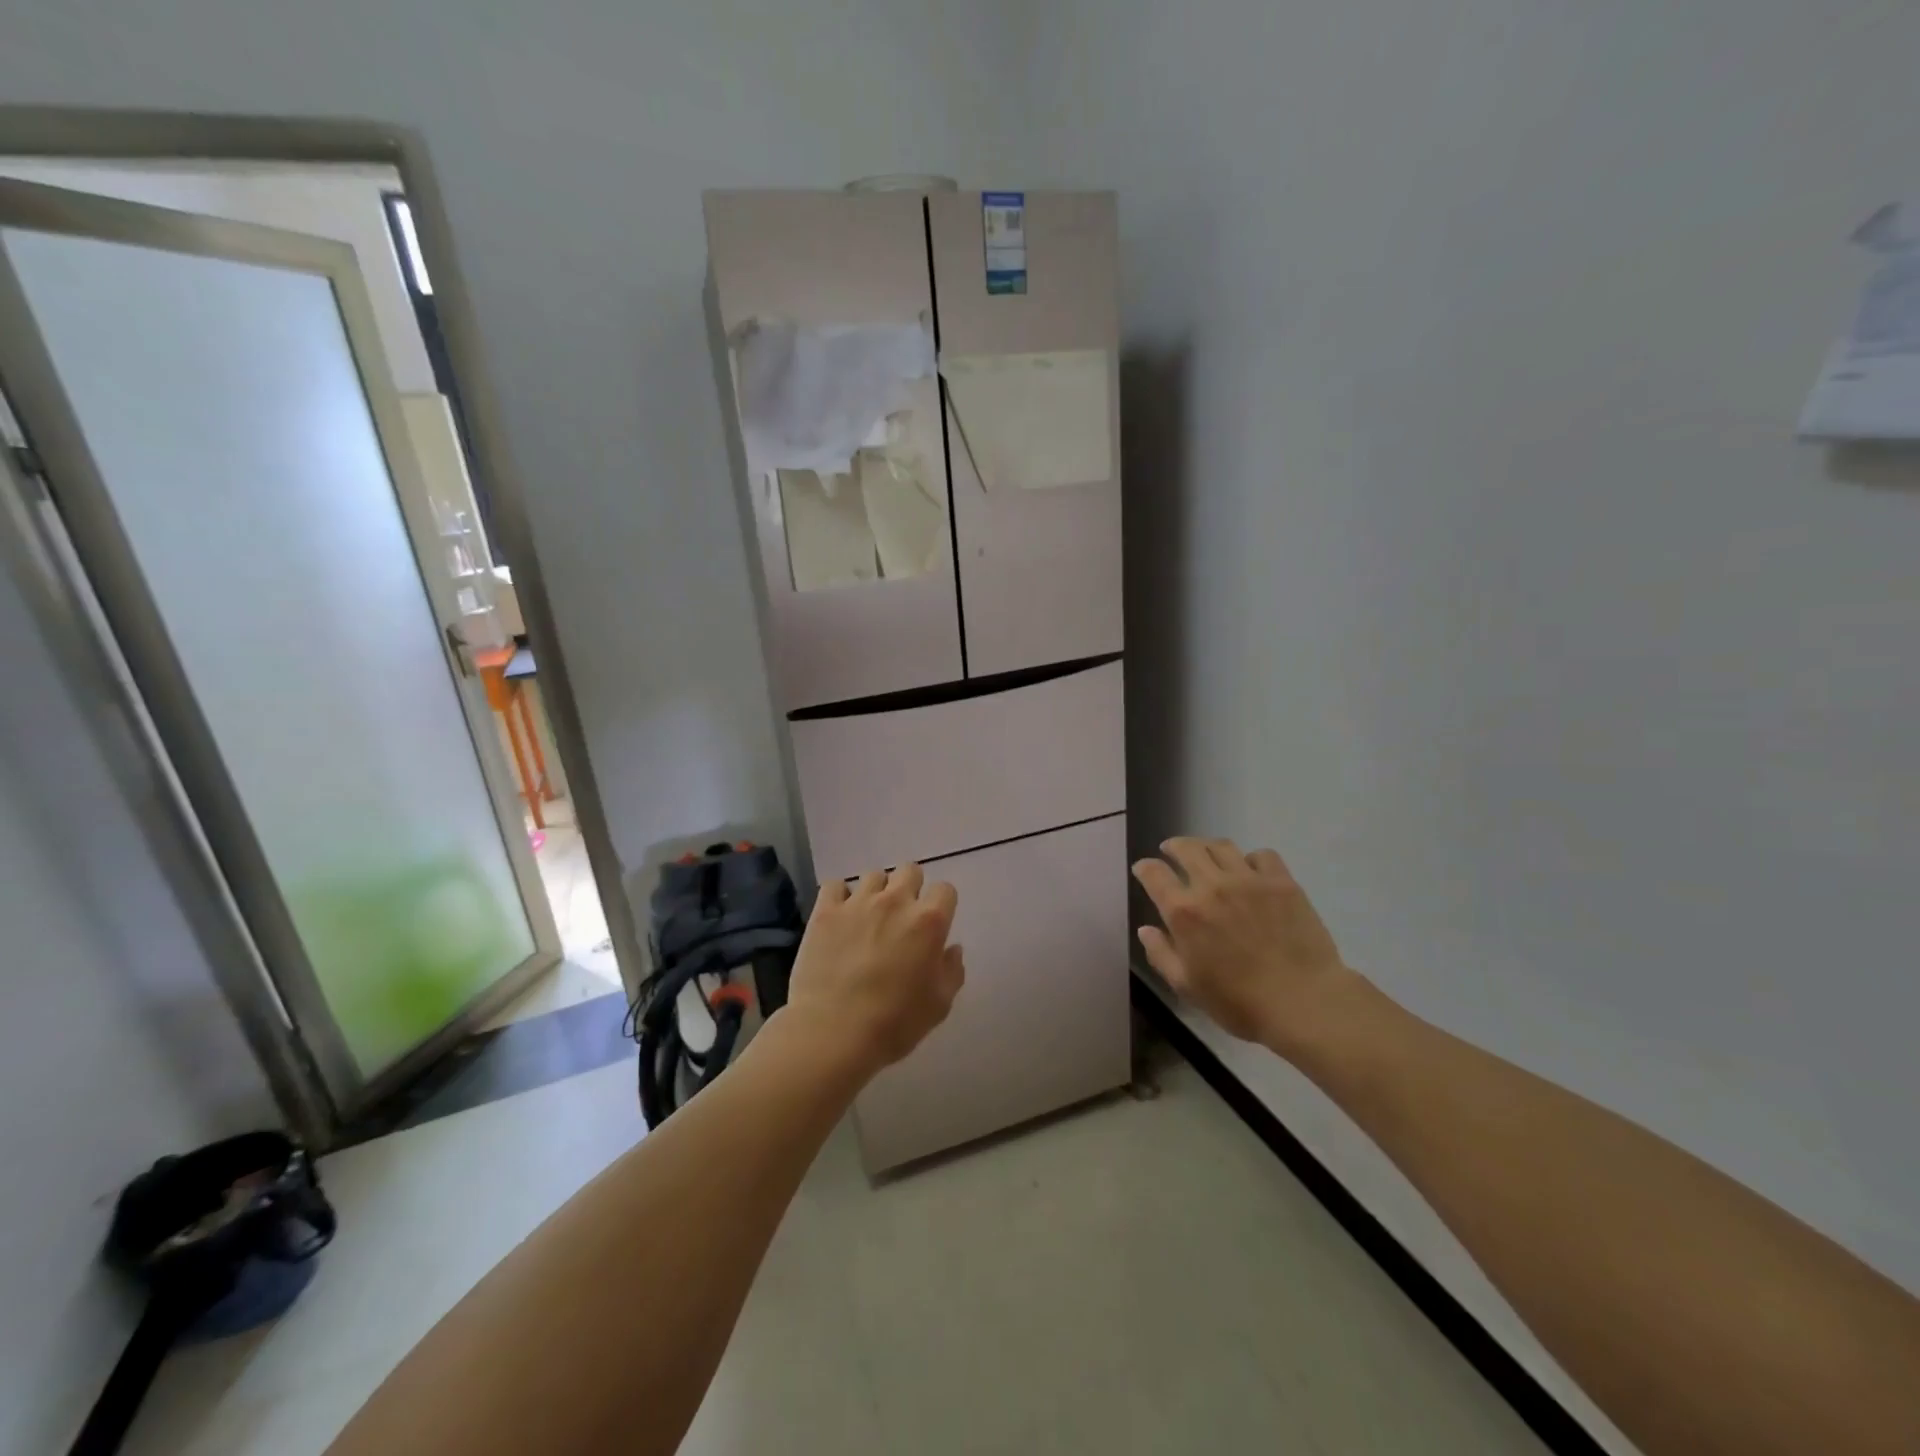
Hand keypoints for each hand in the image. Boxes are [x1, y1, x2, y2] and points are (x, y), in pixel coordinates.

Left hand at [784, 863, 964, 1077]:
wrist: (834, 1032)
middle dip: (910, 888)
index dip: (941, 906)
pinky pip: (834, 886)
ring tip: (868, 917)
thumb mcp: (939, 1004)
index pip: (945, 890)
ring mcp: (858, 902)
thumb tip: (951, 948)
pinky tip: (840, 917)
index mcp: (929, 921)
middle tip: (902, 917)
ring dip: (876, 892)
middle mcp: (896, 901)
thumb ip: (952, 970)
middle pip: (910, 871)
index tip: (933, 925)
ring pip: (874, 875)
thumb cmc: (894, 1022)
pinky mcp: (825, 911)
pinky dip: (839, 897)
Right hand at [1132, 838, 1357, 1057]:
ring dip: (1207, 847)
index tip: (1144, 869)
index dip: (1145, 868)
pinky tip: (1251, 872)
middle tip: (1172, 851)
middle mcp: (1212, 886)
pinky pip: (1262, 855)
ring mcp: (1249, 880)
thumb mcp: (1188, 986)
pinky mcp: (1282, 882)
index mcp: (1184, 912)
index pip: (1154, 874)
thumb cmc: (1239, 1002)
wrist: (1304, 1002)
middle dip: (1173, 846)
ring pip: (1221, 846)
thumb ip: (1161, 954)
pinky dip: (1250, 859)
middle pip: (1186, 848)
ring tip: (1208, 855)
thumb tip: (1146, 929)